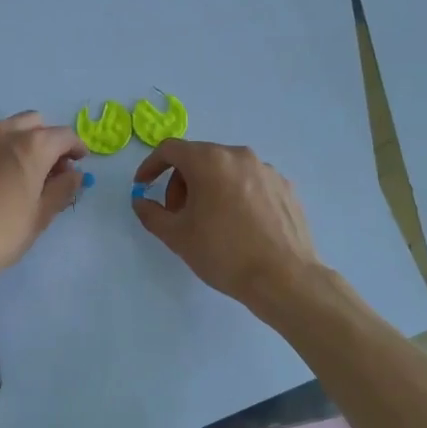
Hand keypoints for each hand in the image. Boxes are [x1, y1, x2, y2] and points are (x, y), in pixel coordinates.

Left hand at [0, 112, 84, 289]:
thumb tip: (73, 174)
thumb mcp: (38, 218)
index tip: (78, 162)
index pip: (63, 135)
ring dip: (13, 145)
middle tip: (47, 168)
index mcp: (30, 147)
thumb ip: (61, 190)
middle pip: (31, 123)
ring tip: (11, 176)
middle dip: (44, 139)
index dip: (75, 147)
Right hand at [131, 138, 323, 307]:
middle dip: (181, 183)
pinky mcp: (285, 187)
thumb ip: (151, 213)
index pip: (170, 149)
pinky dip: (235, 195)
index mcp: (210, 161)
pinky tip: (238, 227)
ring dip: (208, 189)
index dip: (150, 166)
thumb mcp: (177, 236)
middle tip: (177, 215)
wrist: (284, 278)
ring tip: (209, 223)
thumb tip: (141, 201)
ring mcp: (267, 170)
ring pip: (226, 170)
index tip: (143, 186)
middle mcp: (239, 156)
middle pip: (199, 158)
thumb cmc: (224, 253)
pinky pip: (250, 183)